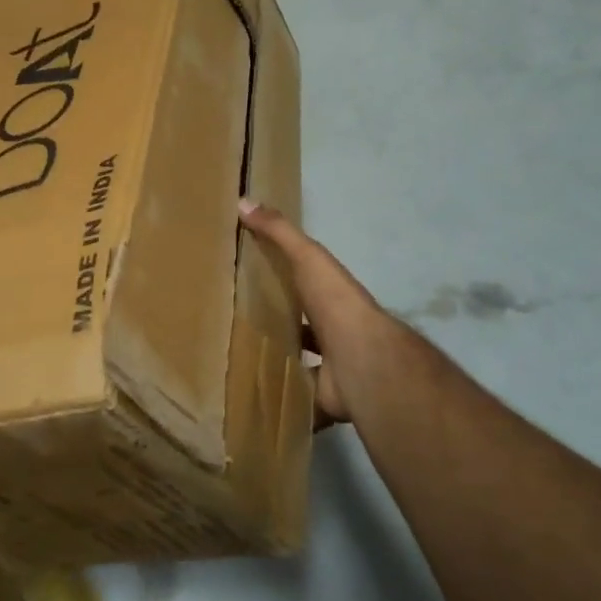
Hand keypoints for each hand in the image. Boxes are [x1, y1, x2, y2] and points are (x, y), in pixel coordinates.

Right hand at [238, 199, 405, 427]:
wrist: (362, 359)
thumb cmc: (335, 302)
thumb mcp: (307, 257)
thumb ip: (279, 232)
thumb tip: (244, 201)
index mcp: (330, 296)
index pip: (306, 283)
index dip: (285, 280)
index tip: (252, 278)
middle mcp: (334, 330)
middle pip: (303, 325)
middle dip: (281, 324)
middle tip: (239, 324)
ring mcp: (331, 366)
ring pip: (300, 363)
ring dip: (280, 362)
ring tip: (239, 362)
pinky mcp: (322, 397)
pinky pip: (297, 398)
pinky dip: (281, 399)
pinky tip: (251, 397)